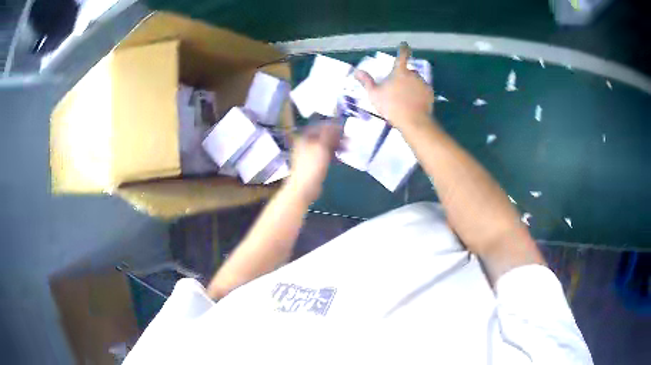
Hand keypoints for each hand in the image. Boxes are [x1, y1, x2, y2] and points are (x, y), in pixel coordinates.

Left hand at [286, 122, 341, 202]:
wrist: (304, 188)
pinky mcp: (314, 166)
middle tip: (348, 139)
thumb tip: (334, 124)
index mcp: (305, 138)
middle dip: (336, 137)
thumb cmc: (312, 166)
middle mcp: (306, 145)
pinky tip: (341, 159)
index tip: (343, 128)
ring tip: (348, 149)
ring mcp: (309, 156)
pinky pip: (325, 157)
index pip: (319, 127)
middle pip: (323, 137)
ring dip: (337, 146)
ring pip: (325, 147)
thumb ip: (328, 134)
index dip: (331, 126)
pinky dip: (333, 156)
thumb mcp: (321, 147)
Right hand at [355, 42, 433, 130]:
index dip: (403, 48)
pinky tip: (413, 102)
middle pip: (408, 71)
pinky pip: (422, 90)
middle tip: (397, 87)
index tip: (404, 44)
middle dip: (404, 76)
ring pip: (416, 81)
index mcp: (400, 71)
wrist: (413, 121)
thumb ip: (366, 81)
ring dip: (411, 85)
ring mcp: (423, 83)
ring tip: (405, 97)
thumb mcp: (374, 94)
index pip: (402, 55)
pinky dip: (419, 93)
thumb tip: (357, 71)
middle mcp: (413, 74)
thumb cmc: (391, 106)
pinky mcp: (430, 93)